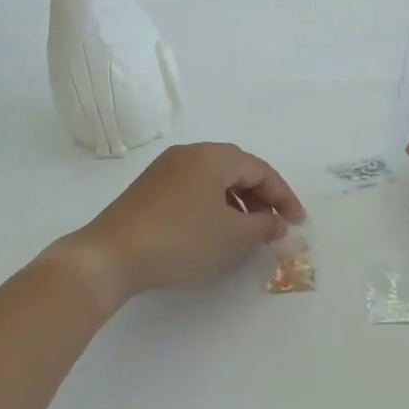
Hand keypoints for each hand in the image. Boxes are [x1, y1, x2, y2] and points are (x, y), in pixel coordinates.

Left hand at [63, 143, 305, 305]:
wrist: (111, 255)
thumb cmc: (180, 240)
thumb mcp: (232, 236)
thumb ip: (264, 226)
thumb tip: (277, 223)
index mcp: (213, 156)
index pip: (261, 170)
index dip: (284, 196)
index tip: (298, 222)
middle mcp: (190, 153)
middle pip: (237, 169)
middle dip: (261, 197)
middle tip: (275, 224)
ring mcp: (165, 169)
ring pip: (214, 179)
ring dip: (237, 202)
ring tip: (247, 232)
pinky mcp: (149, 188)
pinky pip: (194, 188)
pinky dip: (213, 205)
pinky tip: (213, 230)